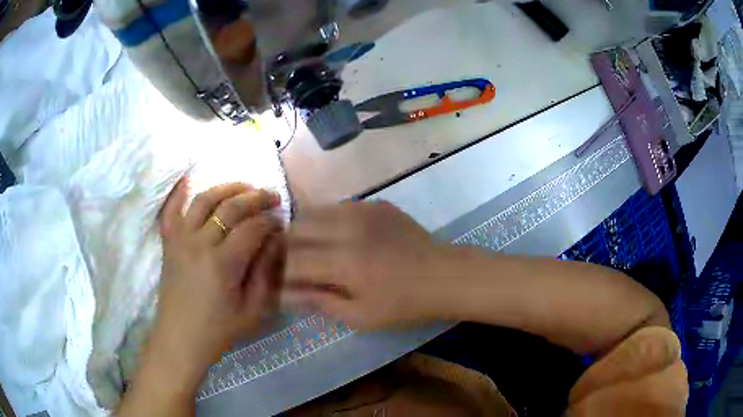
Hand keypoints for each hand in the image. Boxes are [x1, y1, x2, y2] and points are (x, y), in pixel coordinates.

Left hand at [149, 178, 283, 384]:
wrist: (180, 339)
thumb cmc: (219, 330)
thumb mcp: (253, 310)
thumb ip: (265, 273)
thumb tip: (275, 241)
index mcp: (224, 263)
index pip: (252, 228)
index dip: (270, 221)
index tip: (281, 221)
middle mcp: (200, 243)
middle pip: (230, 207)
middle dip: (255, 197)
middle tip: (271, 196)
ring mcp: (181, 240)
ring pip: (203, 200)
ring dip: (226, 188)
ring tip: (243, 187)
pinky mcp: (168, 243)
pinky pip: (170, 211)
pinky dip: (177, 193)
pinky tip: (187, 179)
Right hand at [282, 201, 453, 329]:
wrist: (444, 276)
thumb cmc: (404, 304)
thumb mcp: (361, 317)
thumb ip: (320, 302)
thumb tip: (286, 293)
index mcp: (344, 263)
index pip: (292, 260)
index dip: (281, 272)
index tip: (282, 282)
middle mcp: (348, 229)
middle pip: (297, 228)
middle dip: (286, 247)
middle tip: (292, 264)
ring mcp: (363, 210)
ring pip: (314, 211)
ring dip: (304, 230)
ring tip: (311, 248)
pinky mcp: (376, 204)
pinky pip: (338, 206)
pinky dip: (327, 220)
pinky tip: (337, 236)